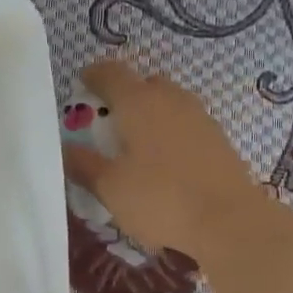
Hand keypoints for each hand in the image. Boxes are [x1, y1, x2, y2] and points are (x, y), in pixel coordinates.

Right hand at [62, 60, 261, 259]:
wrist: (230, 221)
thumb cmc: (161, 199)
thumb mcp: (110, 187)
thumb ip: (83, 164)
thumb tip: (63, 148)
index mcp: (138, 102)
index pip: (110, 72)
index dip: (92, 75)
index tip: (81, 85)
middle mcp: (170, 98)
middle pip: (143, 83)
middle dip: (123, 95)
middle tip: (108, 121)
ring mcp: (199, 116)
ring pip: (168, 102)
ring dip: (150, 113)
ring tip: (136, 143)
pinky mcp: (218, 137)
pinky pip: (185, 122)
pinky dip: (170, 131)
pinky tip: (165, 161)